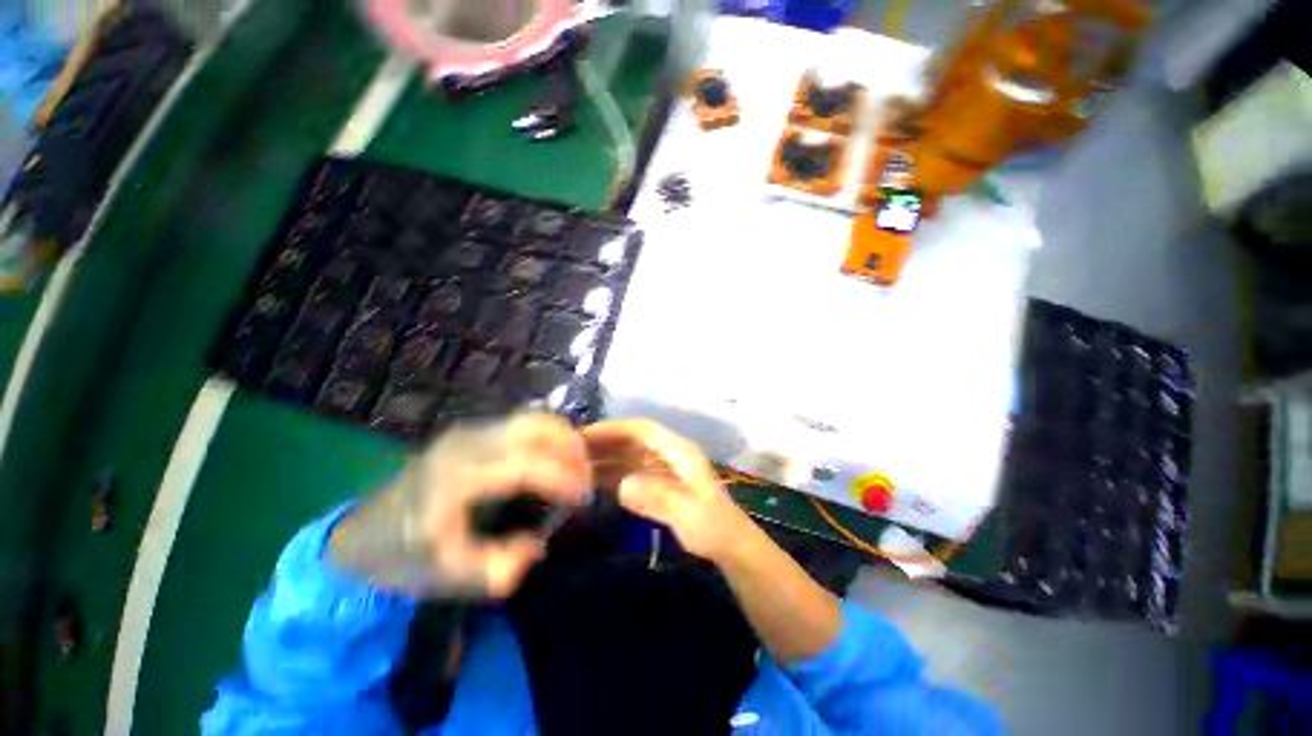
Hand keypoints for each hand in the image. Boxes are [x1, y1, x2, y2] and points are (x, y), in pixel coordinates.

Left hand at [330, 414, 591, 598]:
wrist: (363, 536)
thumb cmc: (406, 558)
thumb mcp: (447, 576)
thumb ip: (497, 567)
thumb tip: (538, 546)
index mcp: (456, 479)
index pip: (523, 466)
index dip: (561, 477)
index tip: (583, 498)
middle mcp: (465, 445)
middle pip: (533, 428)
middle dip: (570, 448)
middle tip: (586, 477)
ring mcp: (468, 433)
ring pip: (531, 419)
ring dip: (563, 436)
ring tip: (576, 464)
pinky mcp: (472, 432)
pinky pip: (523, 422)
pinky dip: (549, 433)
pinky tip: (555, 455)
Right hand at [583, 419, 758, 563]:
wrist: (730, 546)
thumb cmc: (712, 527)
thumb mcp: (688, 513)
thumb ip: (657, 497)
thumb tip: (622, 485)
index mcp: (679, 451)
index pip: (643, 430)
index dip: (614, 429)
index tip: (584, 435)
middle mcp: (669, 454)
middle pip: (633, 440)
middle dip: (605, 443)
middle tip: (570, 453)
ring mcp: (664, 469)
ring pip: (629, 456)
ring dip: (606, 459)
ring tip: (575, 467)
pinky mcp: (660, 484)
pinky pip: (631, 473)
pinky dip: (613, 475)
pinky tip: (594, 484)